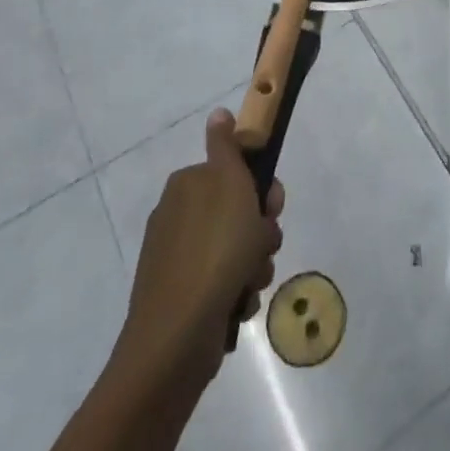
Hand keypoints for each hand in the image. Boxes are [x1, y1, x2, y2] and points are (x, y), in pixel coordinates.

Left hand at [117, 108, 284, 394]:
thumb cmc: (215, 250)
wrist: (178, 337)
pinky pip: (223, 285)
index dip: (260, 189)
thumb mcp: (229, 184)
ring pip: (235, 251)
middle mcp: (178, 217)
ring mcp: (177, 260)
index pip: (234, 174)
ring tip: (249, 282)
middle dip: (259, 232)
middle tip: (263, 247)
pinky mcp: (181, 299)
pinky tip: (237, 305)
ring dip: (253, 265)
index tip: (272, 206)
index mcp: (187, 185)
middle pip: (238, 214)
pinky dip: (236, 293)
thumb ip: (226, 146)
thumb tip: (217, 113)